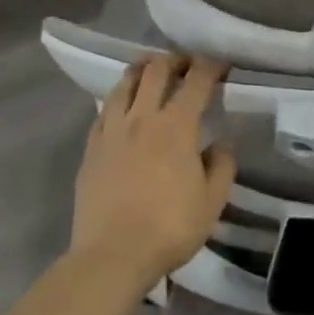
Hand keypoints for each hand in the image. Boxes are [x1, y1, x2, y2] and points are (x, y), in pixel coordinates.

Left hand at [69, 54, 237, 298]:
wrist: (112, 255)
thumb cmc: (169, 229)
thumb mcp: (212, 202)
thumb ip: (222, 166)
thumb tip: (222, 143)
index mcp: (177, 126)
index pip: (196, 80)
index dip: (210, 66)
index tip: (220, 66)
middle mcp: (143, 117)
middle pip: (156, 70)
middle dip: (175, 59)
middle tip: (186, 64)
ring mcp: (112, 129)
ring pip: (126, 82)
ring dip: (143, 70)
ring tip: (152, 74)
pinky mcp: (91, 145)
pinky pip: (105, 109)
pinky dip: (119, 98)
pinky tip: (123, 106)